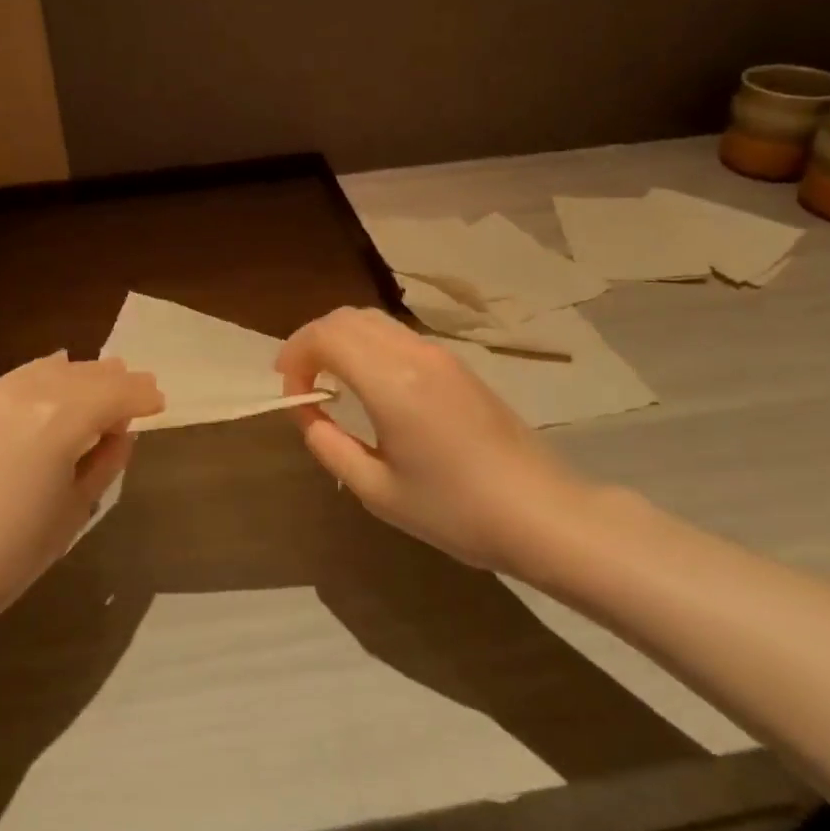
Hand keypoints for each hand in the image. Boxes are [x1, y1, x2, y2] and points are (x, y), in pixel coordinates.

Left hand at [0, 353, 162, 638]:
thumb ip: (105, 460)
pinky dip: (46, 376)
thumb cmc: (13, 553)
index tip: (159, 402)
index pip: (115, 394)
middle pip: (84, 375)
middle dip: (116, 381)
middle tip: (139, 389)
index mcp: (60, 418)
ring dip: (82, 375)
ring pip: (50, 369)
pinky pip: (19, 378)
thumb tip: (120, 432)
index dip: (141, 397)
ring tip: (102, 382)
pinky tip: (54, 380)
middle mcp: (27, 392)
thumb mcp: (75, 509)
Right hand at [276, 308, 595, 572]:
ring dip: (341, 340)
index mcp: (391, 383)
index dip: (295, 354)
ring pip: (374, 321)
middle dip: (312, 340)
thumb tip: (308, 414)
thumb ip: (329, 446)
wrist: (541, 513)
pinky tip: (368, 385)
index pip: (326, 336)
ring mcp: (441, 356)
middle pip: (347, 317)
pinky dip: (367, 346)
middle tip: (299, 380)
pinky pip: (398, 336)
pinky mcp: (458, 366)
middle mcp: (415, 355)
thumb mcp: (377, 491)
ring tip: (329, 380)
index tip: (288, 390)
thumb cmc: (455, 510)